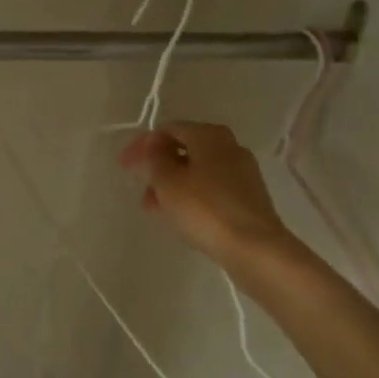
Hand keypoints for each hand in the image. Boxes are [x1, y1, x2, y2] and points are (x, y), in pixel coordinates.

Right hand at [120, 121, 303, 267]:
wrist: (254, 248)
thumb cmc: (205, 209)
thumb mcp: (168, 181)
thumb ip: (156, 157)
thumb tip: (155, 143)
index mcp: (209, 135)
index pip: (168, 129)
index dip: (142, 145)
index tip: (124, 165)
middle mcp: (230, 146)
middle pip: (185, 148)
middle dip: (158, 166)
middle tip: (140, 185)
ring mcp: (243, 172)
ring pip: (198, 170)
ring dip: (173, 183)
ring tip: (155, 207)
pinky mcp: (249, 196)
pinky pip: (211, 188)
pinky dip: (192, 195)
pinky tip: (181, 215)